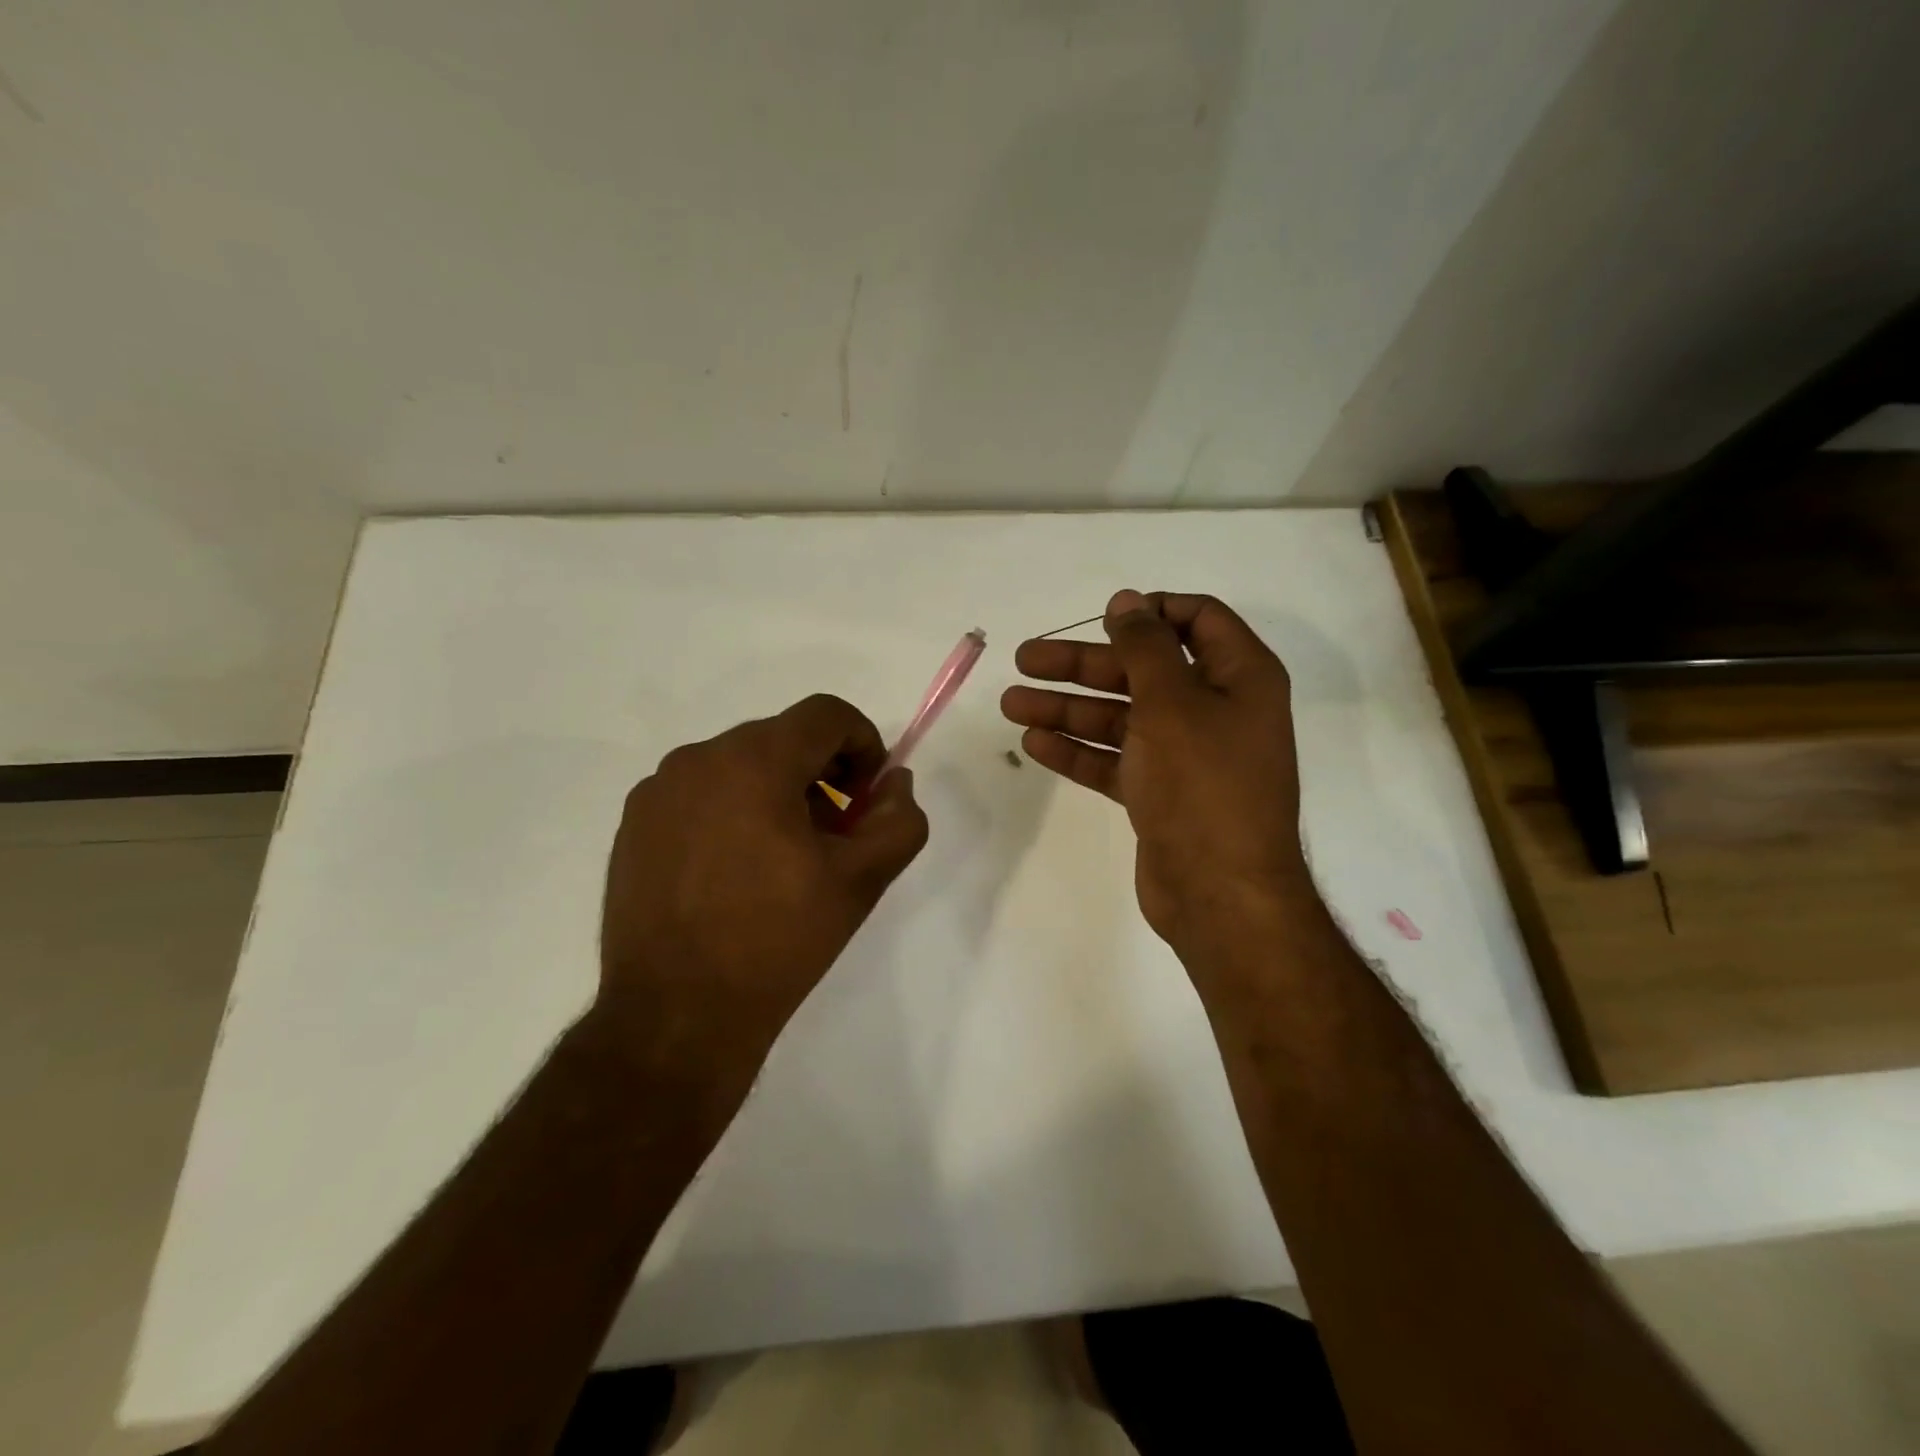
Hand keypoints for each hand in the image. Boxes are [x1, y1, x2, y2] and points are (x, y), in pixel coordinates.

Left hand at [598, 694, 928, 1111]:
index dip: (864, 743)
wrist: (676, 1016)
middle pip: (782, 738)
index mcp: (754, 761)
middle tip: (834, 834)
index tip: (868, 795)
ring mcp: (657, 791)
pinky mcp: (633, 824)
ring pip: (739, 764)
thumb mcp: (861, 881)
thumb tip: (894, 784)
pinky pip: (700, 792)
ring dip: (776, 791)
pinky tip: (735, 872)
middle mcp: (699, 759)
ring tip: (783, 858)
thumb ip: (898, 820)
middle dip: (821, 773)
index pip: (826, 713)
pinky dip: (732, 810)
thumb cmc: (777, 941)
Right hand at [1001, 590, 1314, 967]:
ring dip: (1066, 708)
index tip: (1102, 618)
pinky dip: (1077, 750)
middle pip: (1142, 670)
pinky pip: (1114, 759)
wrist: (1220, 893)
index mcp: (1240, 676)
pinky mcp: (1159, 793)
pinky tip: (1033, 743)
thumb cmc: (1203, 783)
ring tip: (1011, 703)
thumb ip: (1145, 646)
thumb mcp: (1172, 702)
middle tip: (1024, 659)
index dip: (1150, 612)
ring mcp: (1185, 755)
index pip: (1197, 620)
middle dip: (1082, 664)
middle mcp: (1214, 710)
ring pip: (1119, 717)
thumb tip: (1128, 601)